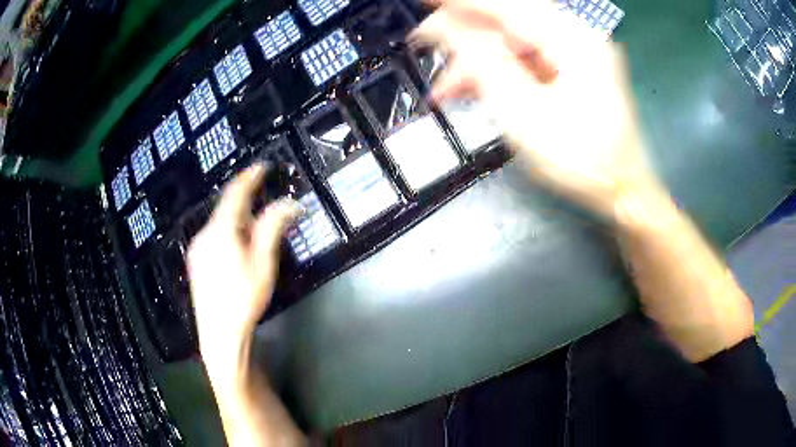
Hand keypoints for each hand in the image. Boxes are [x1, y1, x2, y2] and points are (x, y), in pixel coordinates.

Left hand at [188, 165, 300, 377]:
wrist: (218, 334)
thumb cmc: (244, 299)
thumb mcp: (263, 264)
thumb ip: (273, 228)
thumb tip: (291, 203)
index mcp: (220, 230)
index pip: (235, 194)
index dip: (249, 177)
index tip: (262, 166)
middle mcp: (204, 234)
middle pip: (227, 209)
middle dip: (247, 205)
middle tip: (267, 211)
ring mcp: (197, 248)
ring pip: (220, 224)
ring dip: (238, 222)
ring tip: (255, 237)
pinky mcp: (195, 261)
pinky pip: (213, 236)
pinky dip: (228, 234)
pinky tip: (237, 252)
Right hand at [412, 0, 659, 217]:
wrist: (621, 190)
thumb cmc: (582, 160)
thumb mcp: (525, 113)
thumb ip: (484, 63)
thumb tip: (446, 29)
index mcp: (573, 40)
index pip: (505, 7)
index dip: (460, 3)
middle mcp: (576, 36)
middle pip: (508, 20)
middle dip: (463, 33)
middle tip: (424, 42)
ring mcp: (575, 52)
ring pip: (512, 41)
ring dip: (477, 60)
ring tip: (444, 87)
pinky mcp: (572, 68)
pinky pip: (525, 58)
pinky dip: (498, 71)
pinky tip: (473, 88)